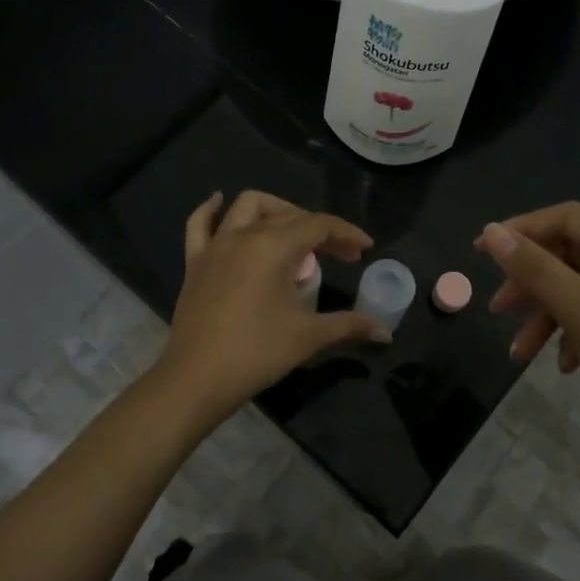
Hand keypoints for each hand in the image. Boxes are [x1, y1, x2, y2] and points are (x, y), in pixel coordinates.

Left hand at [152, 191, 387, 427]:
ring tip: (294, 230)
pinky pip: (200, 224)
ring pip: (247, 206)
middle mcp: (244, 235)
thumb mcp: (309, 337)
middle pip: (289, 217)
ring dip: (276, 210)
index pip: (318, 225)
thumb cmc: (257, 353)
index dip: (346, 233)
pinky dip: (212, 209)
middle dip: (320, 230)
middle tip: (339, 254)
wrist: (197, 379)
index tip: (365, 248)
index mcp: (273, 247)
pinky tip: (219, 201)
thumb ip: (349, 325)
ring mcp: (215, 246)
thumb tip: (384, 331)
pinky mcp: (195, 262)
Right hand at [477, 203, 579, 499]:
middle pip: (577, 254)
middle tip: (498, 310)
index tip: (478, 254)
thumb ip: (538, 271)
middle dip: (534, 282)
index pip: (570, 218)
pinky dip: (577, 335)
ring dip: (550, 315)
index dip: (521, 231)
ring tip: (521, 354)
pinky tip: (566, 367)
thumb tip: (492, 231)